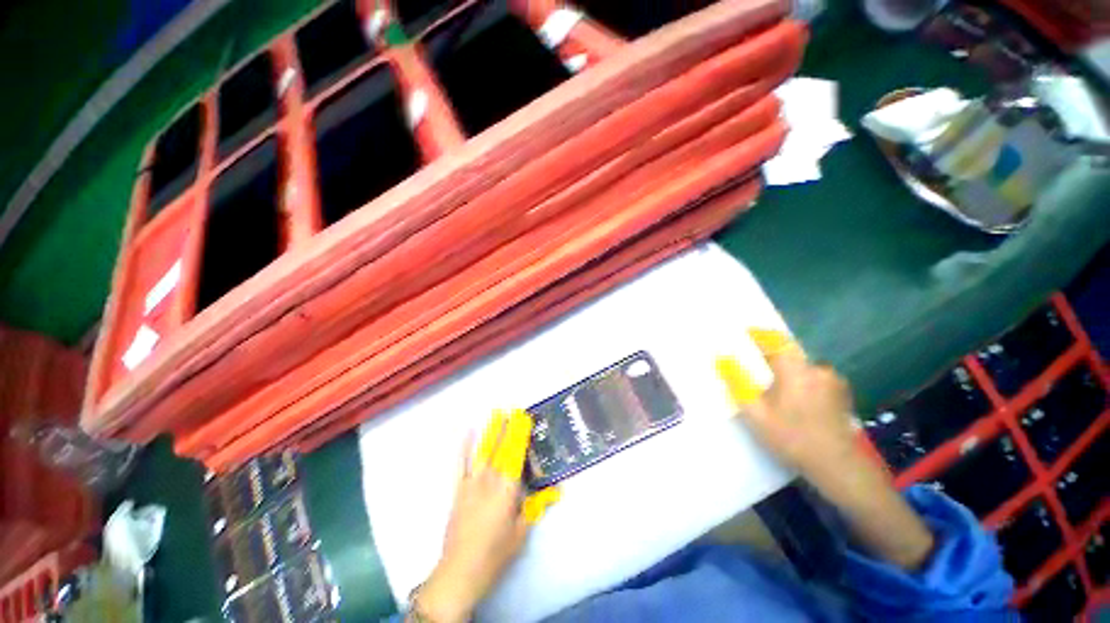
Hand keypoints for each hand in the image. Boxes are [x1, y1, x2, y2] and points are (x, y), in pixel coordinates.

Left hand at [414, 410, 558, 622]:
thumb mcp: (522, 532)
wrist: (460, 572)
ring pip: (484, 450)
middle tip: (514, 410)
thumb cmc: (496, 554)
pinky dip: (464, 446)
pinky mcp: (458, 489)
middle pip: (501, 448)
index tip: (525, 418)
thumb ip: (536, 506)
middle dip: (508, 427)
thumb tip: (557, 490)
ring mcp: (472, 482)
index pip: (517, 455)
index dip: (521, 435)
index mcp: (507, 490)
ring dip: (491, 430)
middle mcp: (490, 480)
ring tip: (497, 413)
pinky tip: (468, 431)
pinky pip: (461, 463)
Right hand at [717, 330, 859, 479]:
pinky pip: (815, 376)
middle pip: (790, 352)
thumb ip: (737, 382)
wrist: (838, 466)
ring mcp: (833, 380)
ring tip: (776, 386)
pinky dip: (802, 379)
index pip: (775, 340)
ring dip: (788, 369)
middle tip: (757, 365)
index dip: (759, 334)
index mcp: (795, 369)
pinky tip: (796, 398)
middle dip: (772, 355)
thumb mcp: (755, 412)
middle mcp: (817, 367)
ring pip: (803, 366)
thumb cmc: (791, 437)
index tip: (746, 333)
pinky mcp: (841, 392)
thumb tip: (722, 358)